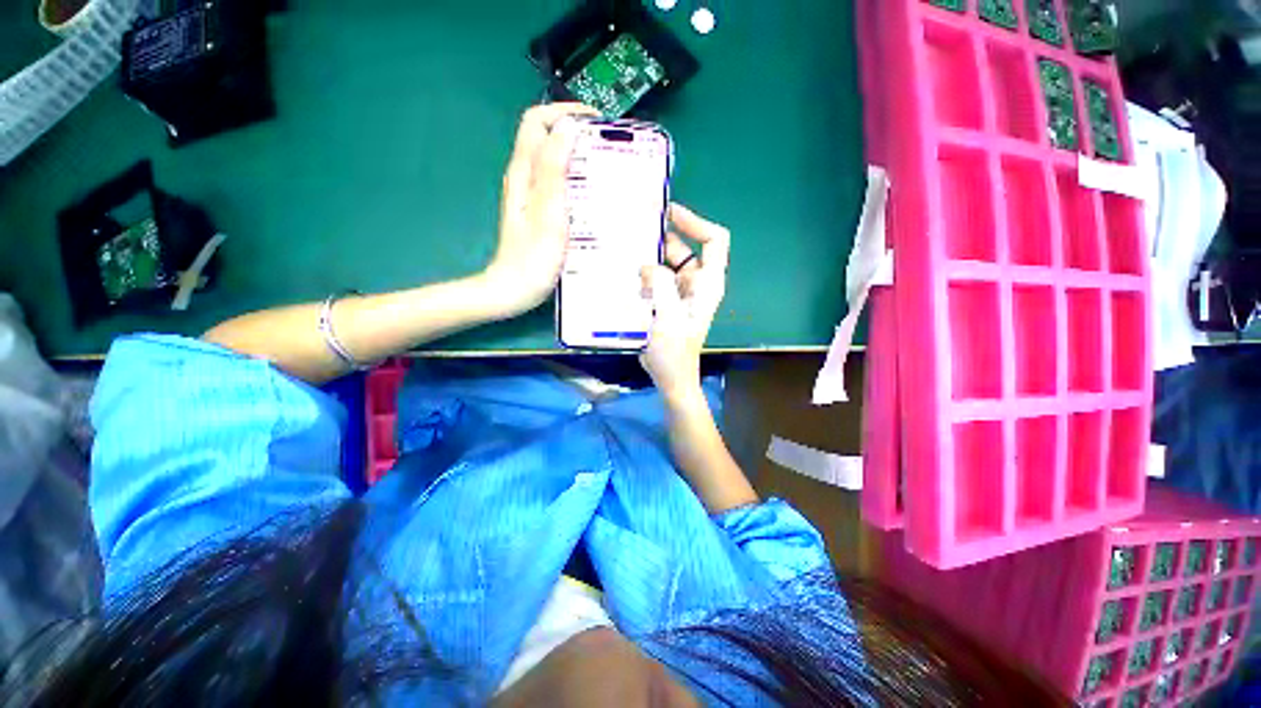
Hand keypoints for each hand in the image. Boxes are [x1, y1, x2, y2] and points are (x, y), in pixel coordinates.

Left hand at [481, 103, 597, 316]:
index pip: (538, 121)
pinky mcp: (536, 212)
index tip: (596, 123)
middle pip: (545, 138)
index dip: (564, 112)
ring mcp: (529, 196)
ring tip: (605, 169)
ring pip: (551, 160)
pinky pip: (555, 183)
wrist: (515, 290)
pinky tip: (591, 195)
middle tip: (606, 148)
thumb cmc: (534, 256)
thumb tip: (567, 126)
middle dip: (575, 133)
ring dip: (577, 156)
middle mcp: (523, 178)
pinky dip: (574, 179)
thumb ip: (553, 168)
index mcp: (524, 172)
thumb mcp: (548, 211)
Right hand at [639, 204, 730, 396]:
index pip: (714, 240)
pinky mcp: (665, 300)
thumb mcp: (669, 317)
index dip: (696, 222)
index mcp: (707, 283)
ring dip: (648, 256)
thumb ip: (661, 285)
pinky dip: (642, 273)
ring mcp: (680, 291)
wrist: (670, 377)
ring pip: (666, 262)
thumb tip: (647, 266)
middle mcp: (696, 282)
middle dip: (662, 237)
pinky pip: (655, 278)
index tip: (669, 213)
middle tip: (632, 226)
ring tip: (622, 247)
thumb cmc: (674, 351)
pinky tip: (624, 275)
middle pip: (684, 248)